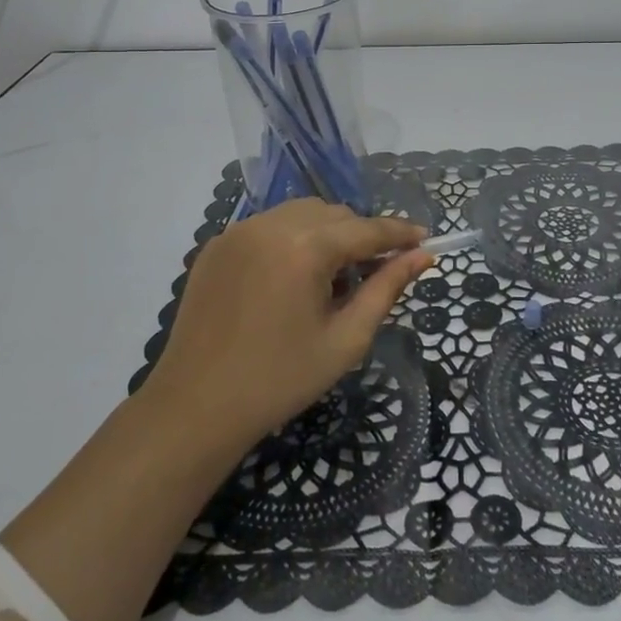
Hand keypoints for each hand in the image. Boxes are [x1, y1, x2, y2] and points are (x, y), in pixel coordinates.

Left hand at [140, 198, 431, 450]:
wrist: (195, 407)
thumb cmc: (279, 380)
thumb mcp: (345, 339)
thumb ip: (386, 289)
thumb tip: (422, 256)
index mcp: (305, 249)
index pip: (366, 229)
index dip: (399, 233)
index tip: (424, 239)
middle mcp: (271, 225)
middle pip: (334, 214)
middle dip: (359, 236)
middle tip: (371, 274)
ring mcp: (239, 231)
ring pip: (301, 213)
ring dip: (325, 233)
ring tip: (328, 279)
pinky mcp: (217, 244)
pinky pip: (269, 225)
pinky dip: (290, 239)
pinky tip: (289, 279)